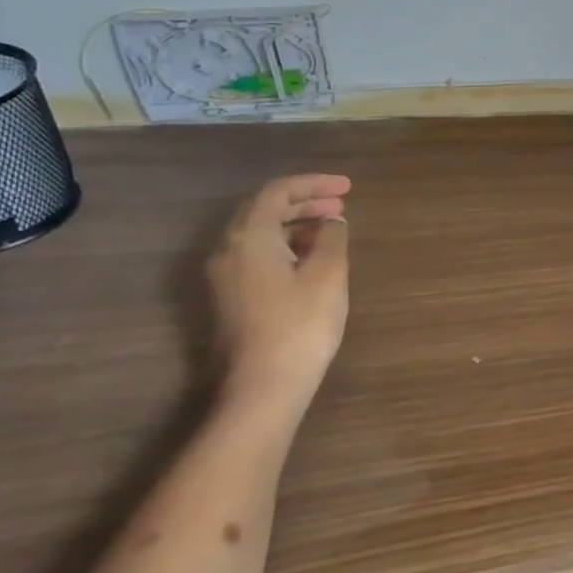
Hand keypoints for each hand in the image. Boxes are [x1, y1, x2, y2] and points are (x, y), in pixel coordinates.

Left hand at [206, 174, 352, 418]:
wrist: (263, 387)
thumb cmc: (299, 325)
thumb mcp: (327, 274)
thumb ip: (331, 238)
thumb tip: (332, 223)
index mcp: (248, 237)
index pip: (277, 192)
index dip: (314, 184)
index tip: (348, 188)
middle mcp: (227, 251)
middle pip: (263, 211)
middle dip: (304, 202)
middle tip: (342, 205)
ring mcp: (224, 278)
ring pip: (259, 235)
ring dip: (295, 225)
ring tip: (332, 230)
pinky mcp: (230, 299)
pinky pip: (257, 256)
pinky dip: (286, 246)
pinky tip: (311, 259)